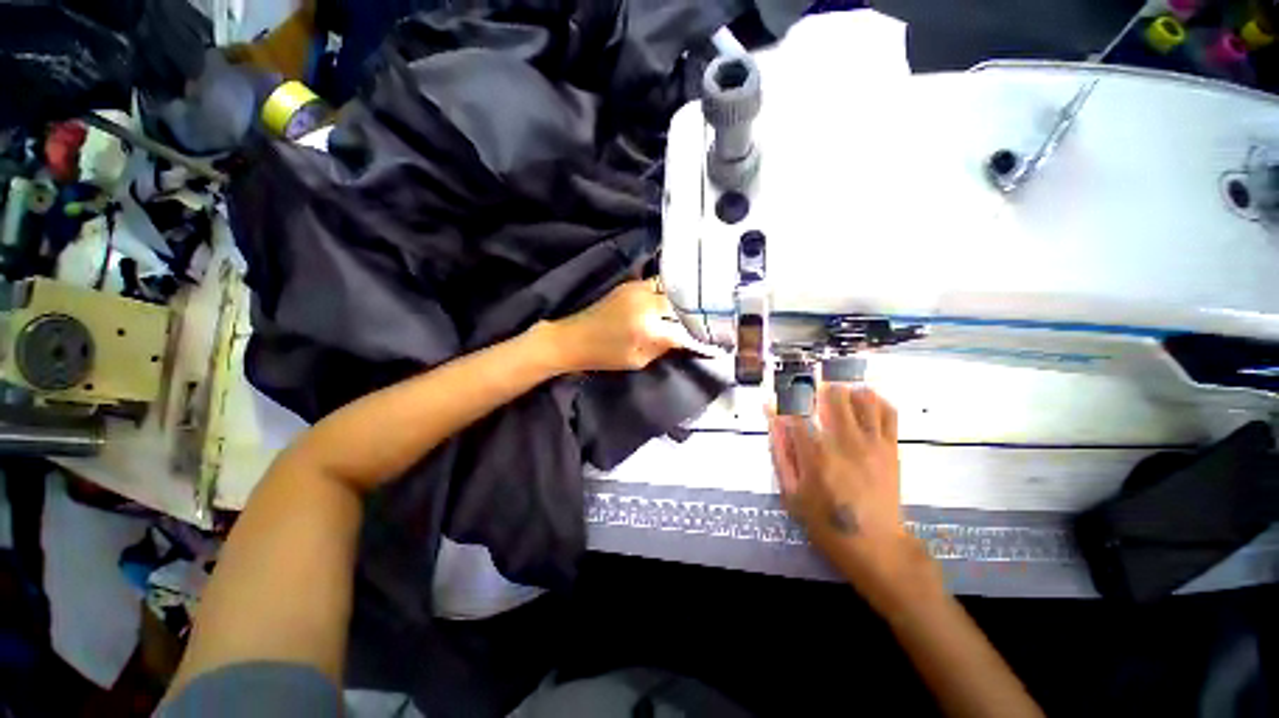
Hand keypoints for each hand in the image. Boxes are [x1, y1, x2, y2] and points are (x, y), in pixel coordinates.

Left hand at [548, 278, 708, 372]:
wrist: (572, 338)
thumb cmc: (604, 356)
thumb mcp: (638, 360)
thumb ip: (663, 347)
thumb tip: (685, 339)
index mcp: (647, 326)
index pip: (683, 329)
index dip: (700, 336)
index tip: (715, 342)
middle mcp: (646, 301)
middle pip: (682, 303)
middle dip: (696, 314)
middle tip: (709, 321)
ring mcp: (637, 289)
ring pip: (672, 289)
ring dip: (684, 299)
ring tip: (696, 308)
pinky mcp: (630, 285)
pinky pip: (658, 284)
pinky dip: (669, 292)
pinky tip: (675, 301)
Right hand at [768, 384, 934, 606]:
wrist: (876, 546)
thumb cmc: (826, 522)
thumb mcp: (790, 492)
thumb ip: (780, 452)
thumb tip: (772, 419)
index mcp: (815, 454)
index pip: (796, 410)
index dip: (785, 398)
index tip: (779, 396)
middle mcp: (844, 441)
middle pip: (831, 394)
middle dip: (816, 385)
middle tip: (807, 389)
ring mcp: (871, 443)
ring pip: (860, 397)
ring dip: (844, 389)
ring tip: (833, 392)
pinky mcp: (890, 447)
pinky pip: (887, 412)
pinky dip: (874, 399)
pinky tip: (862, 400)